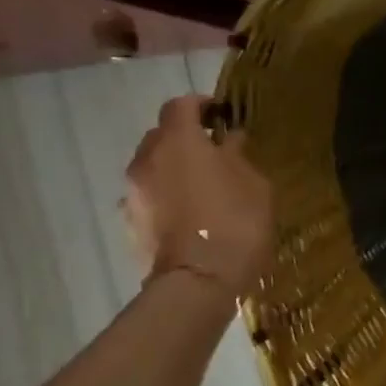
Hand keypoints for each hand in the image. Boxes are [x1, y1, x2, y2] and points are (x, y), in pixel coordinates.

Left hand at [122, 96, 276, 298]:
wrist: (199, 280)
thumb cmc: (236, 223)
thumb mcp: (255, 184)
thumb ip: (238, 156)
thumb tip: (228, 141)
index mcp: (179, 141)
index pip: (180, 105)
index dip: (200, 104)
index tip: (221, 114)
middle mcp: (147, 159)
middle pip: (161, 134)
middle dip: (185, 138)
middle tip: (214, 152)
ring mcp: (133, 191)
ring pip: (153, 166)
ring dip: (174, 168)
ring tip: (203, 185)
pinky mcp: (130, 220)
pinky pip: (150, 194)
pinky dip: (167, 194)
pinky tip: (190, 212)